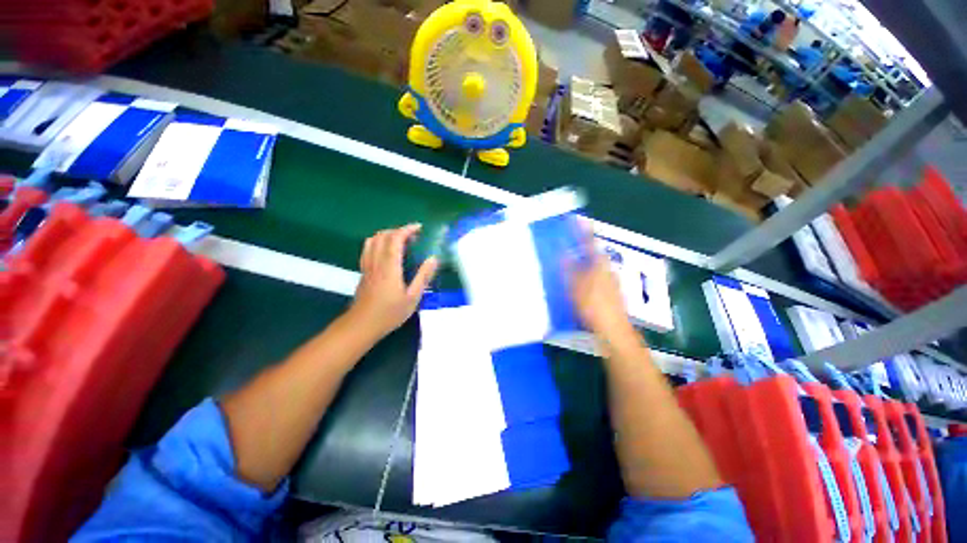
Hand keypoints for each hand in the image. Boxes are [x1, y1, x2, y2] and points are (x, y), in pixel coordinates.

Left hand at [347, 224, 438, 339]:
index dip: (407, 229)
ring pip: (373, 240)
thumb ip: (423, 276)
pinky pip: (368, 249)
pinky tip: (387, 252)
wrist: (362, 325)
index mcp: (390, 267)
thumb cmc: (390, 313)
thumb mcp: (413, 297)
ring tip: (401, 241)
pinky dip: (379, 242)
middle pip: (383, 236)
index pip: (395, 239)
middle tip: (413, 237)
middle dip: (398, 230)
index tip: (419, 228)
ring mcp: (367, 266)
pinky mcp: (363, 271)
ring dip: (387, 235)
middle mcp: (376, 262)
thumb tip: (433, 258)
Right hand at [567, 230, 638, 349]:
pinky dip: (589, 276)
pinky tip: (580, 285)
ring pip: (596, 267)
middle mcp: (607, 270)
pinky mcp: (612, 293)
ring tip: (572, 265)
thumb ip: (569, 269)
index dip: (583, 231)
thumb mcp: (575, 286)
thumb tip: (564, 254)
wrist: (612, 329)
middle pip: (594, 254)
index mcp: (599, 264)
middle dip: (583, 248)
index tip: (578, 220)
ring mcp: (611, 282)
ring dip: (585, 263)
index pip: (590, 242)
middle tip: (571, 245)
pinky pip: (598, 278)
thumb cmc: (592, 305)